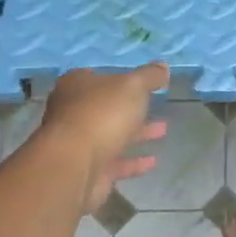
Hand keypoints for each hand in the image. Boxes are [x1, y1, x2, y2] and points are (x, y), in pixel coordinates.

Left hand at [39, 63, 169, 211]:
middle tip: (155, 106)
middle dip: (131, 108)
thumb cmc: (102, 114)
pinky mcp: (87, 170)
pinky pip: (114, 163)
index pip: (96, 77)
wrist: (75, 165)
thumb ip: (149, 76)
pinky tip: (153, 161)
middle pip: (105, 107)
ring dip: (136, 134)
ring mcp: (78, 143)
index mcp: (76, 86)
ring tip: (163, 130)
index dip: (117, 78)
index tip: (138, 82)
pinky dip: (133, 162)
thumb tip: (163, 66)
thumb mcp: (133, 86)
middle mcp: (72, 112)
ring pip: (111, 135)